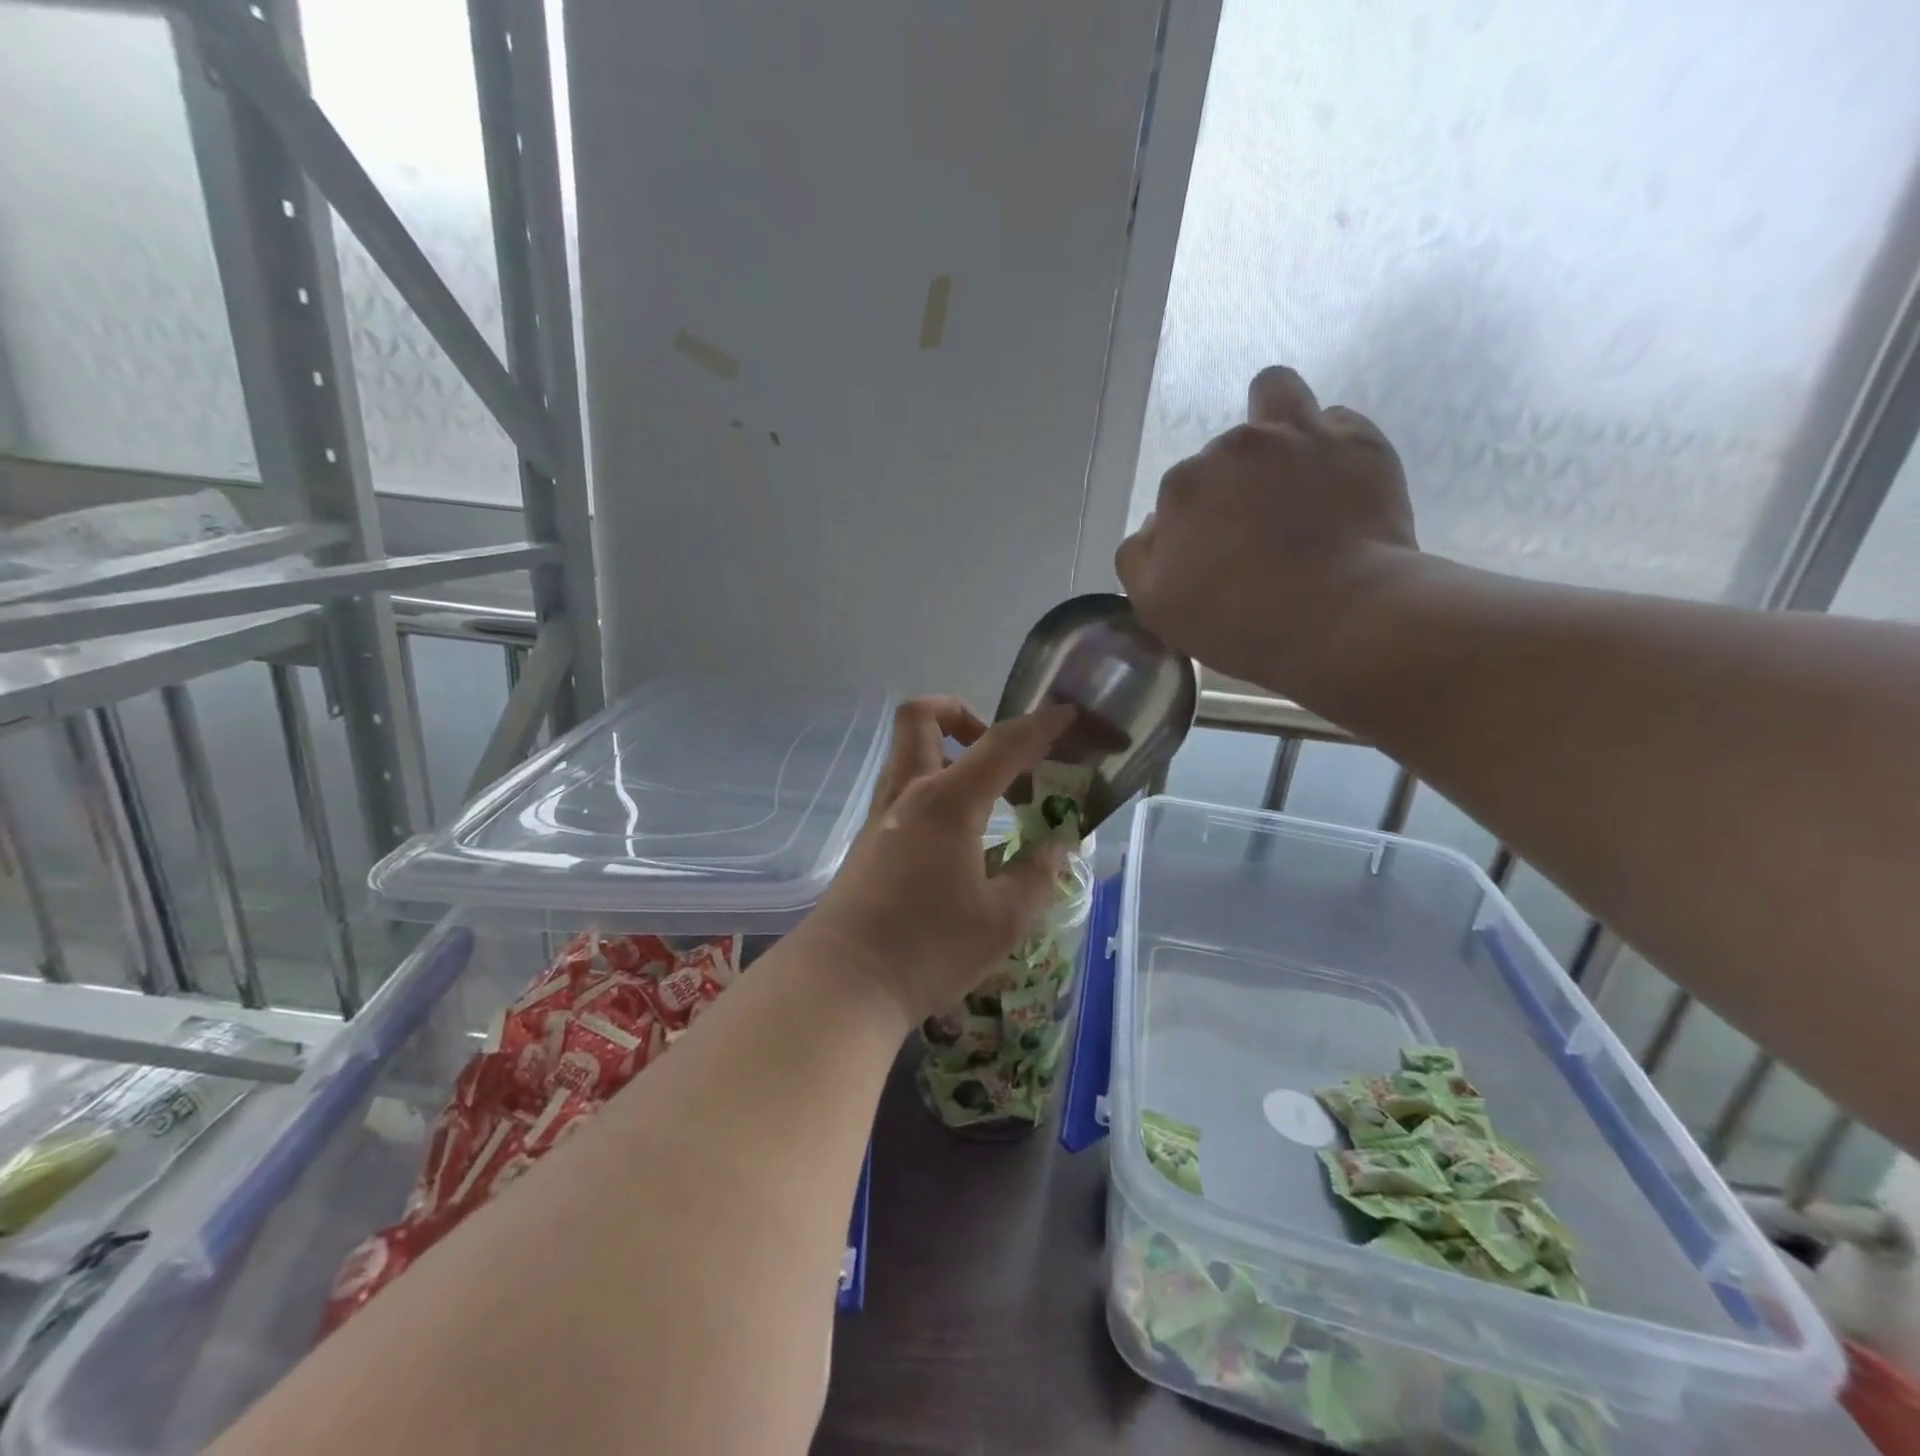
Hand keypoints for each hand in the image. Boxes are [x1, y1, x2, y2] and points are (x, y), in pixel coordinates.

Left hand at [803, 697, 1074, 1024]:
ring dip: (945, 751)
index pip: (1001, 744)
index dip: (1039, 725)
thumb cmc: (928, 949)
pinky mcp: (867, 842)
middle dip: (962, 713)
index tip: (1066, 714)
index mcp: (947, 802)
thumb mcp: (1002, 921)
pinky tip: (957, 836)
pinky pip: (901, 789)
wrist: (843, 984)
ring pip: (906, 752)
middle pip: (922, 717)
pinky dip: (933, 788)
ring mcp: (880, 816)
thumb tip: (1057, 848)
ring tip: (987, 798)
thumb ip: (1035, 876)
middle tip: (998, 754)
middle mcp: (908, 794)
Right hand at [1115, 366, 1420, 695]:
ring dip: (1273, 421)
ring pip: (1275, 394)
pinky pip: (1336, 421)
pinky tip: (1334, 481)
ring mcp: (1297, 436)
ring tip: (1288, 462)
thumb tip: (1155, 524)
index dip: (1194, 526)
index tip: (1215, 557)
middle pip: (1223, 455)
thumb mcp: (1155, 607)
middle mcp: (1233, 448)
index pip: (1178, 495)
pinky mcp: (1357, 441)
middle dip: (1234, 486)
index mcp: (1182, 487)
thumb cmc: (1239, 622)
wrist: (1341, 618)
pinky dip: (1329, 446)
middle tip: (1258, 533)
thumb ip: (1136, 557)